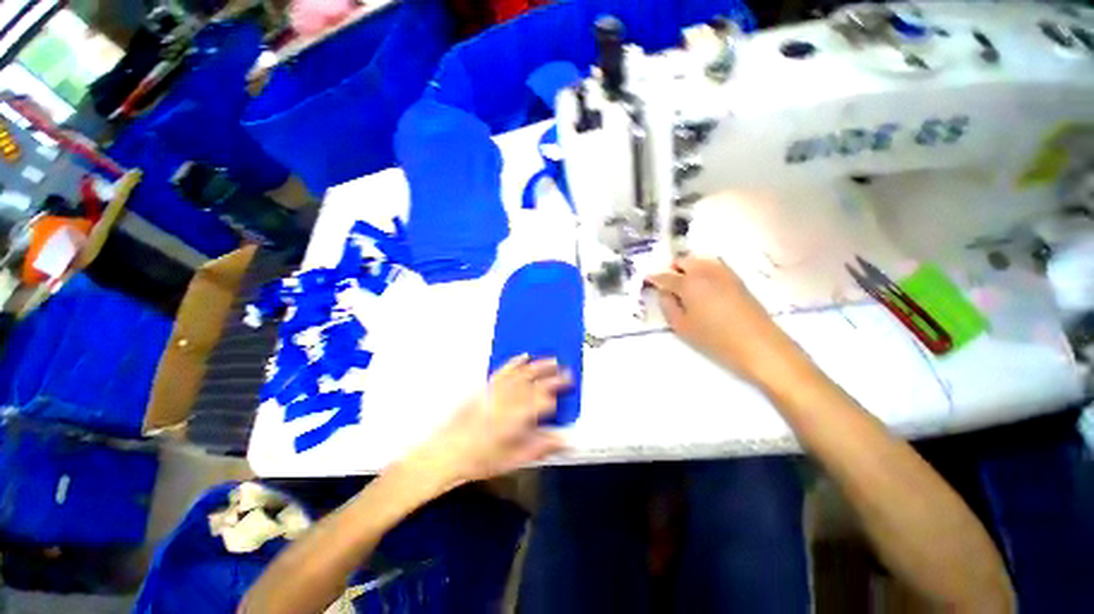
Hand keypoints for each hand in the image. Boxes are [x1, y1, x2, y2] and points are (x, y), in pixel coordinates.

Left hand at [403, 356, 570, 493]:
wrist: (447, 452)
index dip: (555, 398)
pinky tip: (523, 356)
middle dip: (553, 378)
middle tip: (567, 373)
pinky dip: (515, 362)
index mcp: (517, 419)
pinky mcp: (486, 387)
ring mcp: (497, 391)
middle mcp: (508, 401)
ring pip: (522, 374)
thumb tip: (564, 440)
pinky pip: (503, 371)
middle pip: (535, 385)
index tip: (565, 395)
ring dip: (539, 366)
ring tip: (552, 361)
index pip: (543, 403)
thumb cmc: (480, 459)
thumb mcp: (514, 459)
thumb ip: (540, 447)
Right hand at [646, 256, 802, 384]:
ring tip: (685, 284)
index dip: (653, 278)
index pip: (665, 276)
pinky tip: (703, 286)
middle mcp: (705, 271)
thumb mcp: (682, 326)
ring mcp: (723, 272)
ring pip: (699, 259)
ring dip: (688, 267)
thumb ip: (668, 306)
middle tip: (667, 284)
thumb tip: (664, 292)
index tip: (647, 280)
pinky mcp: (737, 278)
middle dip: (672, 269)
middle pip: (683, 260)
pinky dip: (703, 269)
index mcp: (688, 283)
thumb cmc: (715, 339)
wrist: (758, 345)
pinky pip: (714, 265)